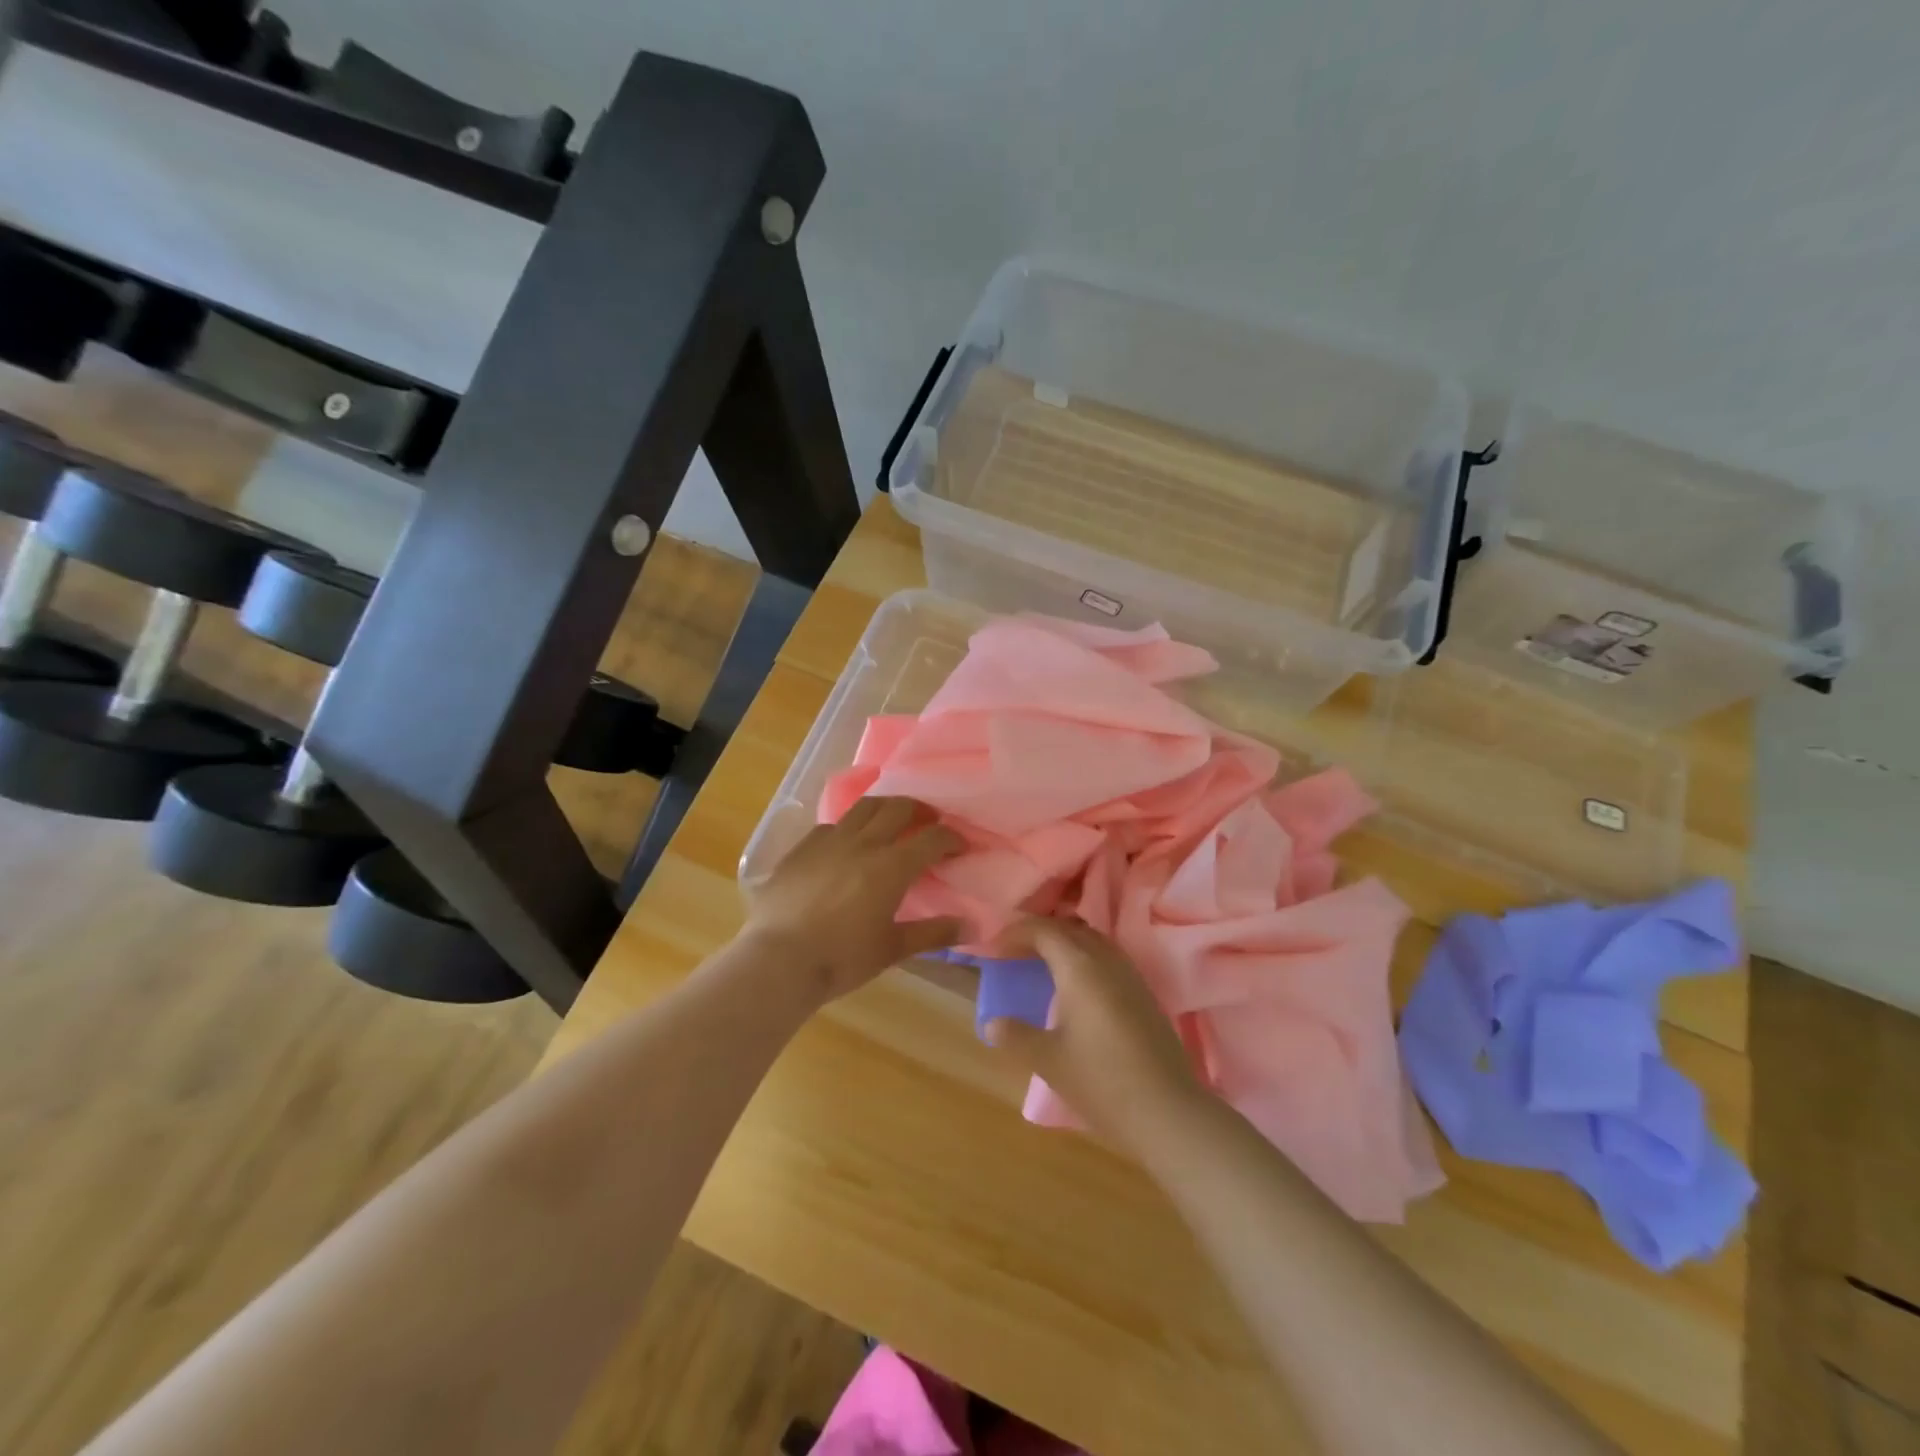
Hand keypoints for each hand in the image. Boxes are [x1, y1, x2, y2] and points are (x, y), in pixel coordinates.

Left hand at [742, 797, 963, 1003]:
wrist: (778, 960)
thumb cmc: (841, 958)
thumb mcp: (892, 949)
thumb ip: (933, 933)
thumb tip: (970, 924)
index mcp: (891, 866)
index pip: (932, 839)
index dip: (952, 838)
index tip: (961, 846)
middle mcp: (863, 843)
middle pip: (899, 807)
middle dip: (921, 811)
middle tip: (929, 824)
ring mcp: (829, 841)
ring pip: (864, 807)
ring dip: (886, 808)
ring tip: (891, 822)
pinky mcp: (802, 848)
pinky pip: (832, 826)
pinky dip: (849, 828)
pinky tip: (847, 846)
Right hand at [982, 918, 1207, 1153]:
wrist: (1168, 1112)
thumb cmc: (1102, 1081)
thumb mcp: (1049, 1060)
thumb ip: (1016, 1036)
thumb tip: (992, 1023)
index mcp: (1080, 967)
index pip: (1043, 930)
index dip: (1015, 933)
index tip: (993, 949)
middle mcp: (1107, 960)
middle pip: (1069, 929)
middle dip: (1039, 934)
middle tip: (1014, 953)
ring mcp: (1130, 976)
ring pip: (1092, 942)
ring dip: (1064, 945)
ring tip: (1041, 966)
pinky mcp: (1144, 994)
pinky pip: (1107, 959)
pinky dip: (1084, 960)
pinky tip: (1075, 989)